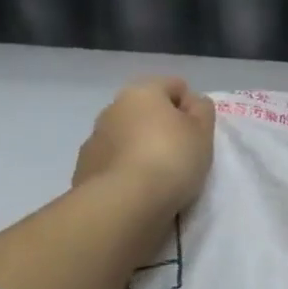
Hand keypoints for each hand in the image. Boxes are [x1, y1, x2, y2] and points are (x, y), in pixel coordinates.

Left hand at [73, 76, 215, 214]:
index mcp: (142, 92)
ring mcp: (95, 139)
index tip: (199, 132)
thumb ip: (202, 110)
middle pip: (146, 111)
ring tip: (159, 176)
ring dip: (141, 148)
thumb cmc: (171, 159)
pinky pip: (113, 163)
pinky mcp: (84, 168)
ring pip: (127, 136)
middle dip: (162, 127)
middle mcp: (113, 108)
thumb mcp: (203, 132)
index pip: (174, 86)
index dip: (191, 106)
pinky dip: (125, 170)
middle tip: (182, 154)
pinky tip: (138, 189)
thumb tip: (192, 102)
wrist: (124, 202)